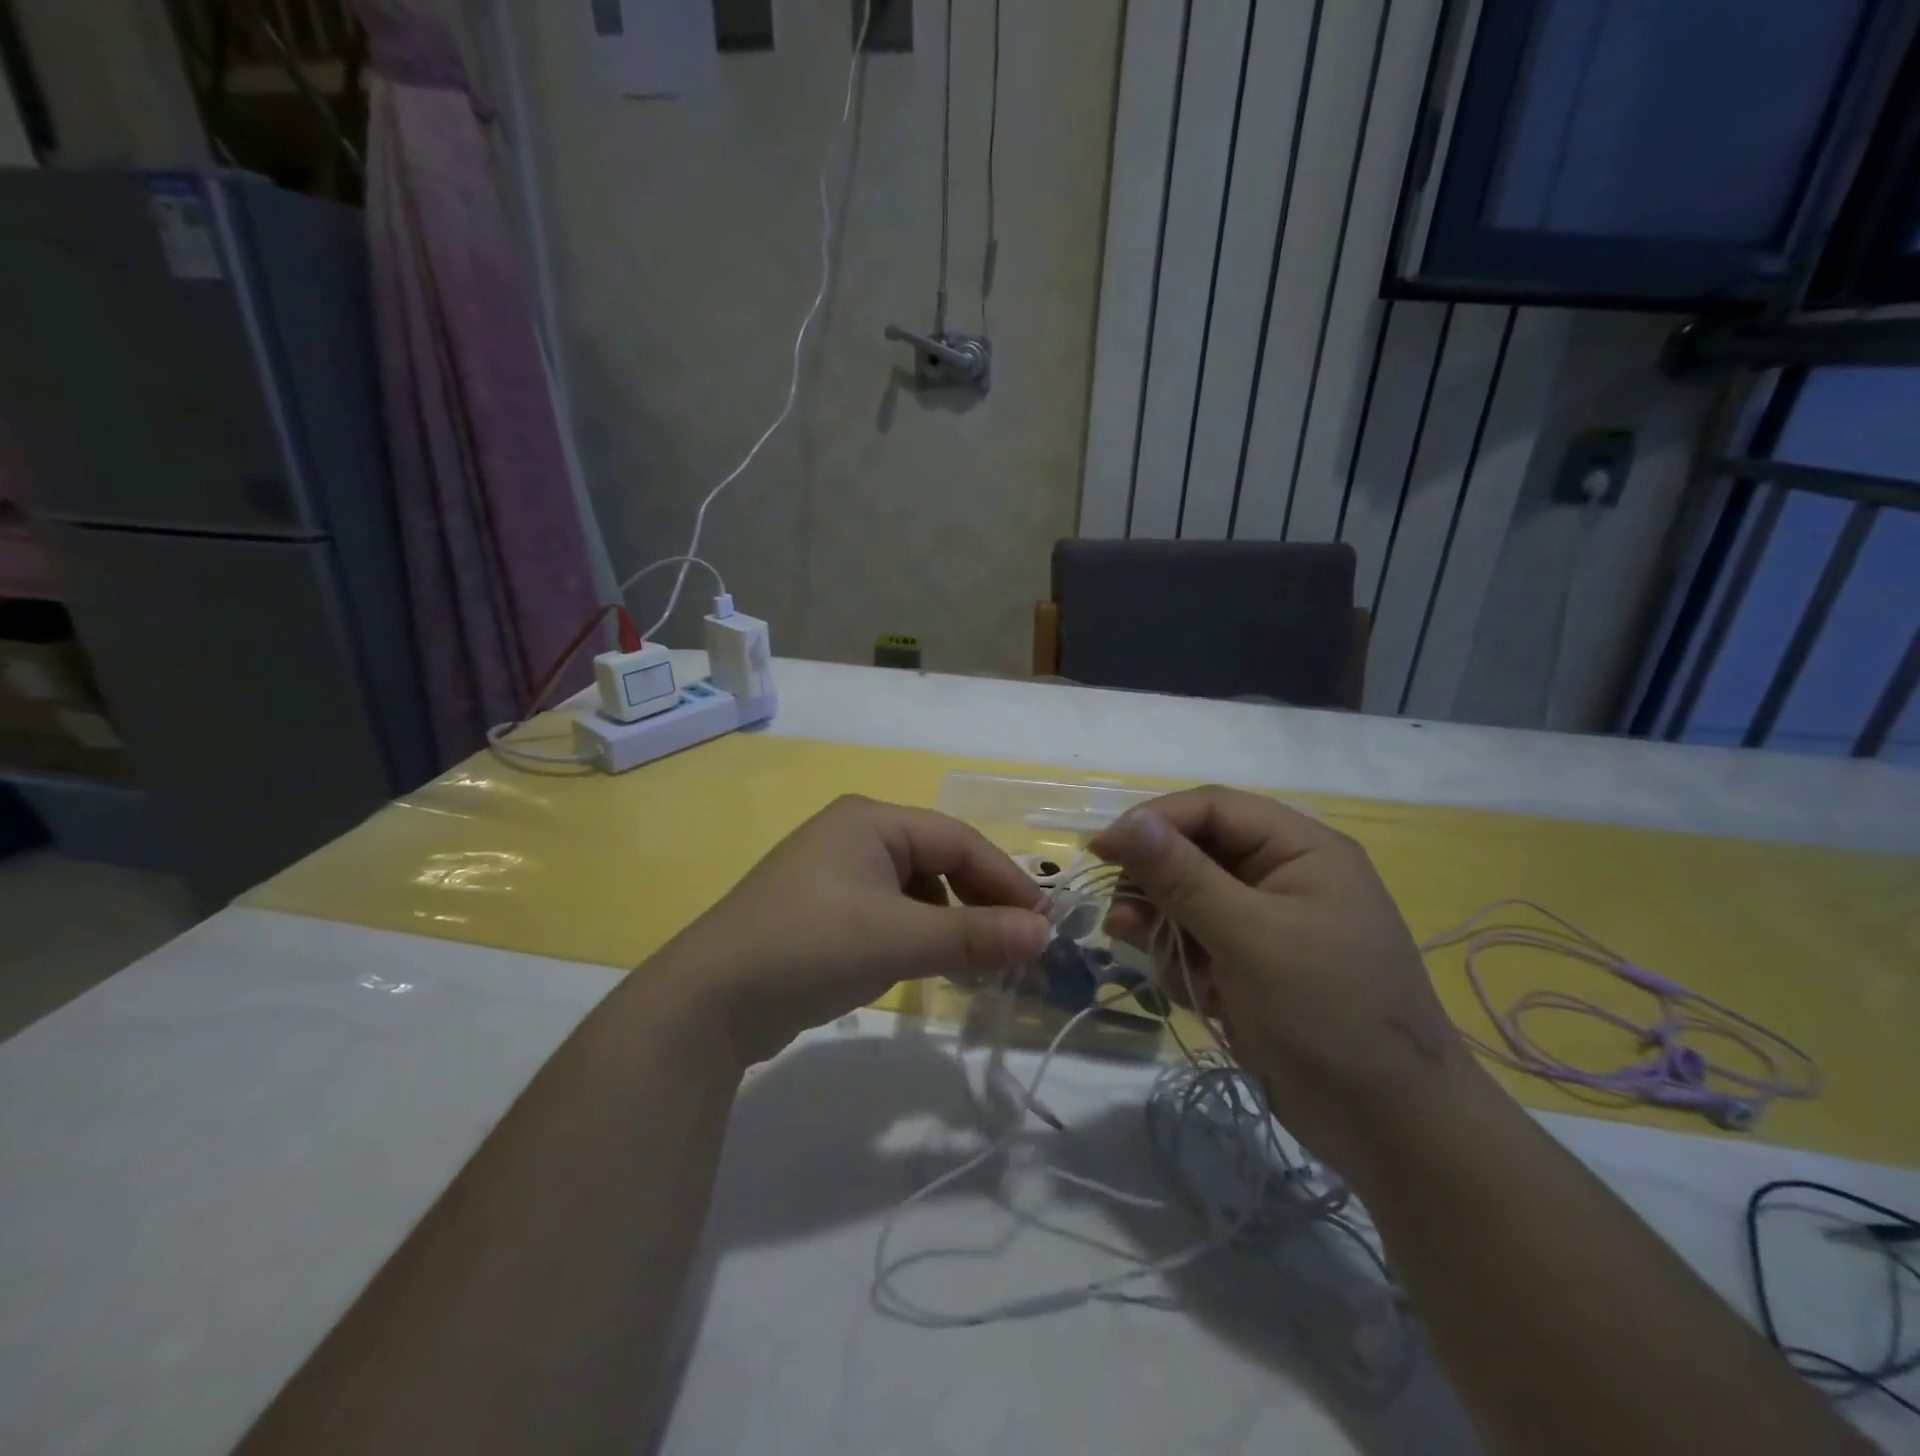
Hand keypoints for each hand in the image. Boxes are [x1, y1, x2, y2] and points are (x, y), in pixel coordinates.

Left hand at [652, 796, 1050, 1066]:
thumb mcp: (900, 939)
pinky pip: (886, 912)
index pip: (958, 840)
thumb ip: (975, 935)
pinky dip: (915, 933)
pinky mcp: (820, 911)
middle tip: (1017, 943)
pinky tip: (925, 964)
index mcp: (871, 820)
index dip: (1005, 879)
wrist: (707, 1003)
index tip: (1043, 922)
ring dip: (950, 919)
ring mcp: (832, 873)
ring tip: (976, 959)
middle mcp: (853, 835)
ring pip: (913, 889)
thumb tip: (1044, 933)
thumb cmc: (811, 947)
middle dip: (979, 900)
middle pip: (937, 860)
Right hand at [1090, 786, 1480, 1171]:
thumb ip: (1182, 876)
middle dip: (1155, 884)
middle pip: (1195, 853)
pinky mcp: (1253, 966)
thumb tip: (1128, 822)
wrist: (1391, 1129)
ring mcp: (1268, 924)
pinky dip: (1183, 962)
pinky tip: (1195, 996)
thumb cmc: (1326, 1012)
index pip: (1212, 808)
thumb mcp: (1249, 937)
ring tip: (1152, 958)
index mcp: (1300, 849)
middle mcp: (1283, 876)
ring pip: (1188, 900)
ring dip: (1162, 926)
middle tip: (1121, 919)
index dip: (1154, 821)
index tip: (1102, 851)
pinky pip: (1198, 943)